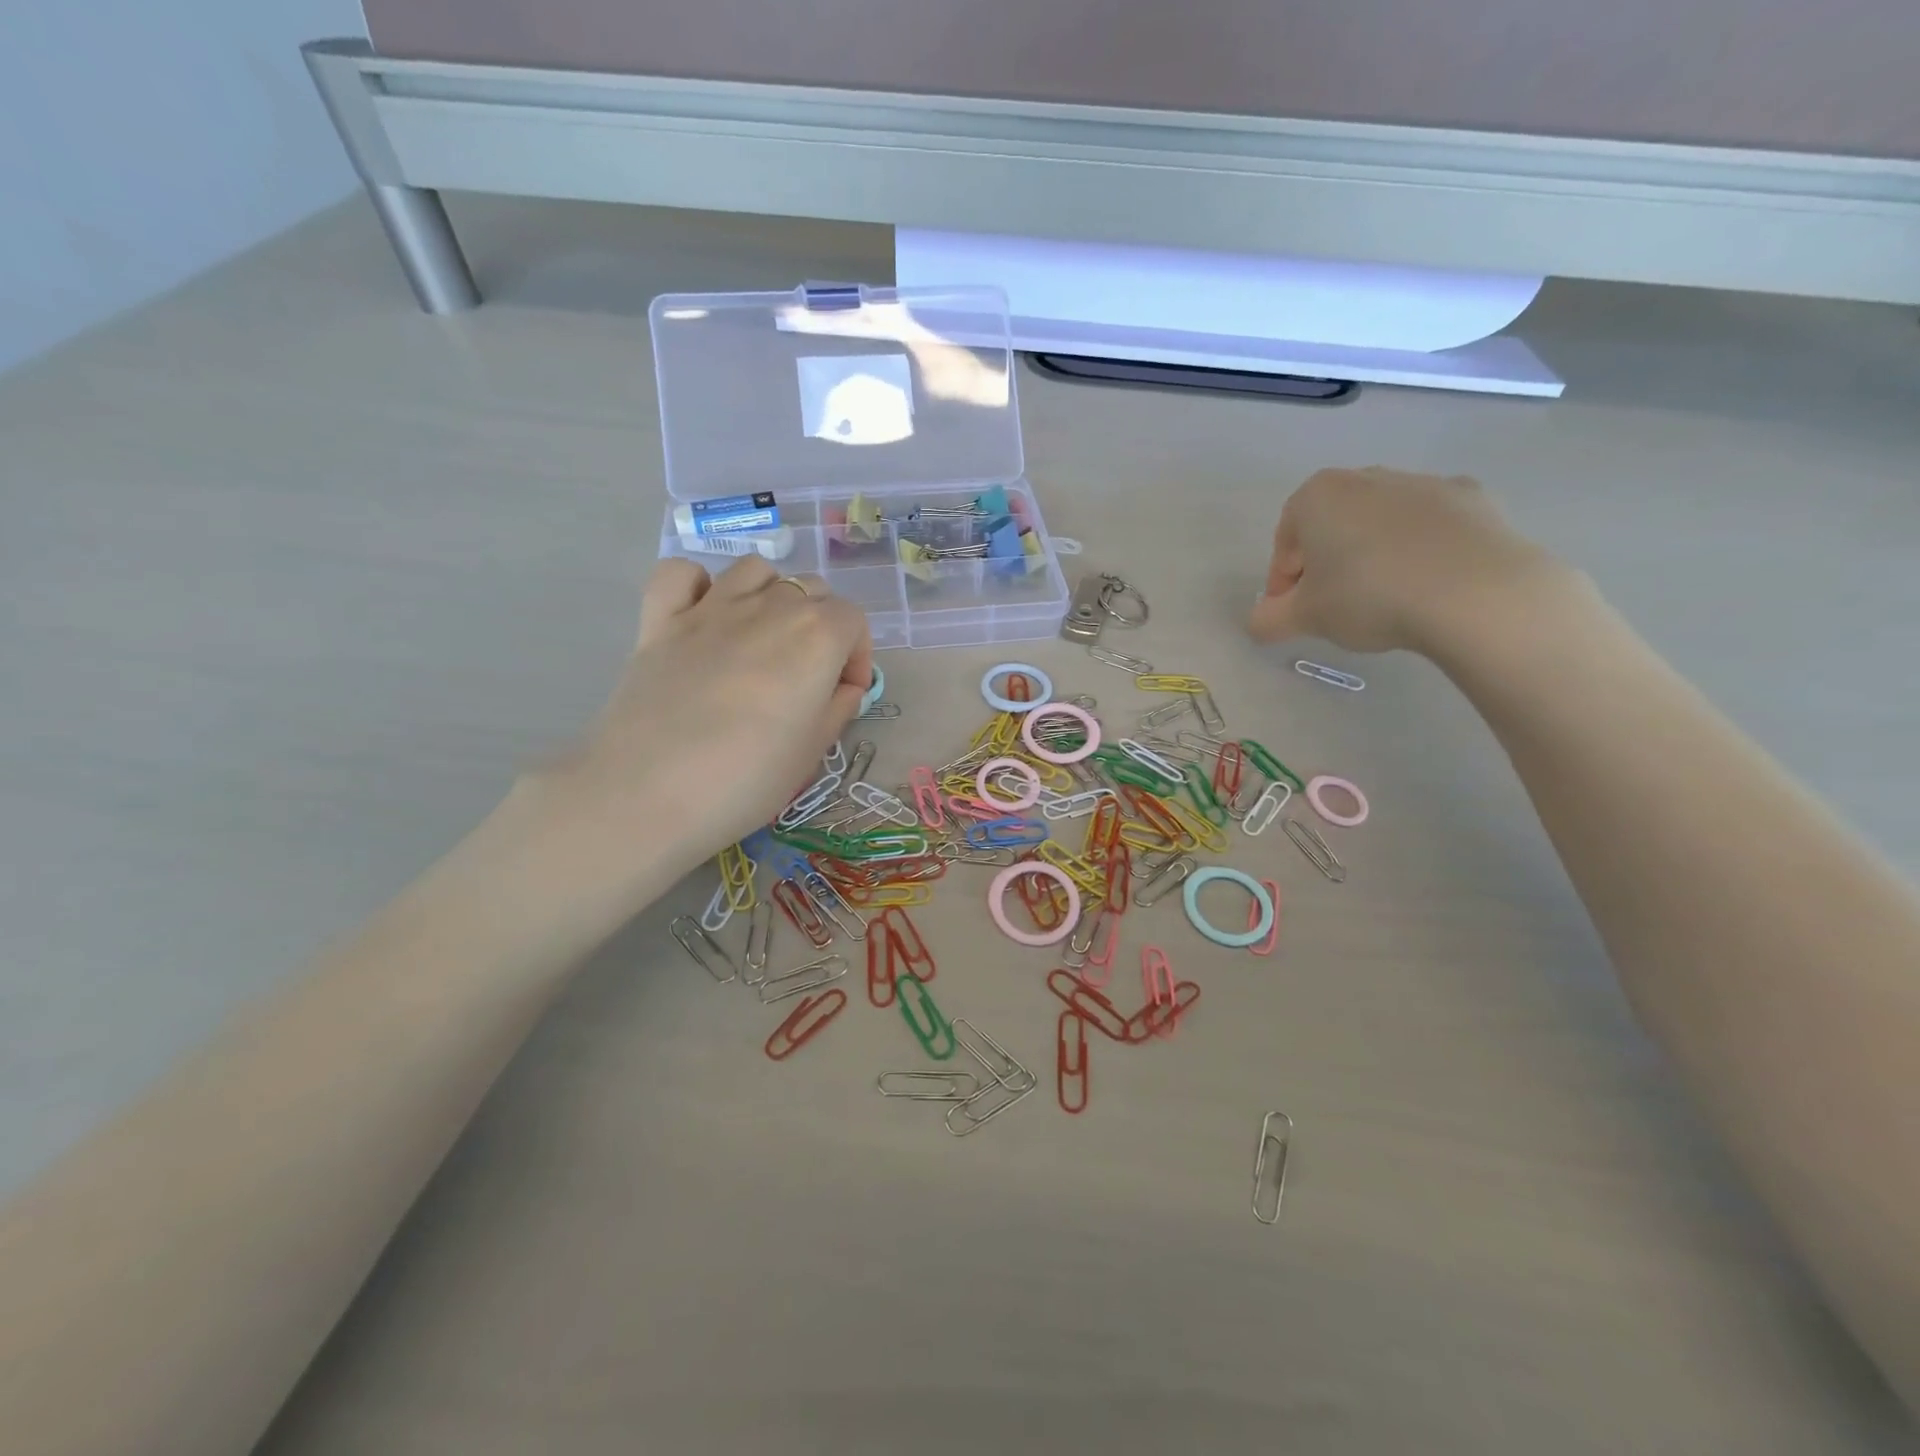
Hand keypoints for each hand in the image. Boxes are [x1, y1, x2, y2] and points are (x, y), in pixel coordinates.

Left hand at [536, 557, 872, 890]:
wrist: (650, 794)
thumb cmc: (747, 779)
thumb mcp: (814, 751)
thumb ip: (838, 707)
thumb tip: (840, 687)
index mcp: (816, 637)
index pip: (853, 620)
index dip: (856, 656)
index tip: (843, 693)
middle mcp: (769, 607)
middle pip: (810, 589)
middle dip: (822, 625)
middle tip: (808, 674)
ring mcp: (710, 609)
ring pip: (754, 570)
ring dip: (770, 595)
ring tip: (763, 638)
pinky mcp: (660, 620)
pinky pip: (681, 573)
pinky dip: (697, 585)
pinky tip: (703, 617)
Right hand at [1247, 466, 1561, 654]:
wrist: (1475, 592)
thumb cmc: (1369, 596)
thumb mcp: (1304, 618)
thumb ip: (1269, 619)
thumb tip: (1257, 623)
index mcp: (1318, 496)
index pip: (1285, 540)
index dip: (1283, 580)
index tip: (1292, 611)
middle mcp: (1367, 477)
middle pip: (1332, 525)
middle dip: (1326, 563)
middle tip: (1332, 606)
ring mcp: (1423, 483)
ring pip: (1380, 524)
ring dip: (1372, 556)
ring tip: (1382, 600)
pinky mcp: (1472, 498)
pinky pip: (1429, 527)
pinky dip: (1420, 550)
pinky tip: (1426, 585)